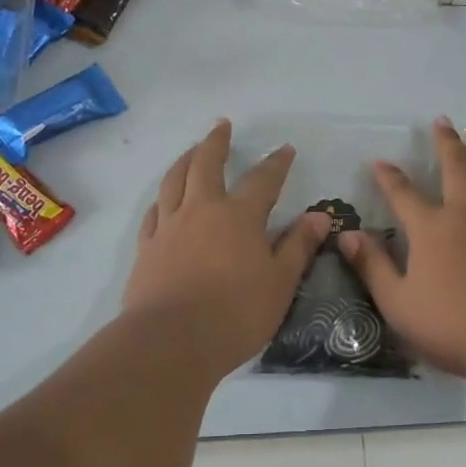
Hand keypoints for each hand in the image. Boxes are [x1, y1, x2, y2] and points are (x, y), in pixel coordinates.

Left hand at [124, 120, 330, 372]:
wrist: (170, 341)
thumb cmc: (235, 313)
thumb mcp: (280, 282)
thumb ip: (298, 246)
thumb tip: (319, 215)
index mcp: (239, 216)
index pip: (263, 180)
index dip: (276, 163)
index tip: (285, 149)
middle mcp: (201, 210)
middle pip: (206, 164)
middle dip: (216, 142)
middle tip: (222, 126)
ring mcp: (169, 227)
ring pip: (173, 180)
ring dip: (184, 160)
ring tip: (191, 150)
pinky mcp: (147, 248)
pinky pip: (153, 212)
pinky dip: (161, 199)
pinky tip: (163, 201)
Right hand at [337, 118, 465, 380]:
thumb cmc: (454, 328)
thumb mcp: (398, 304)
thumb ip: (372, 266)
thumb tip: (346, 235)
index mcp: (431, 230)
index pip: (403, 194)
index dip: (389, 177)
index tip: (379, 162)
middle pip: (456, 167)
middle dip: (446, 143)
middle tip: (442, 121)